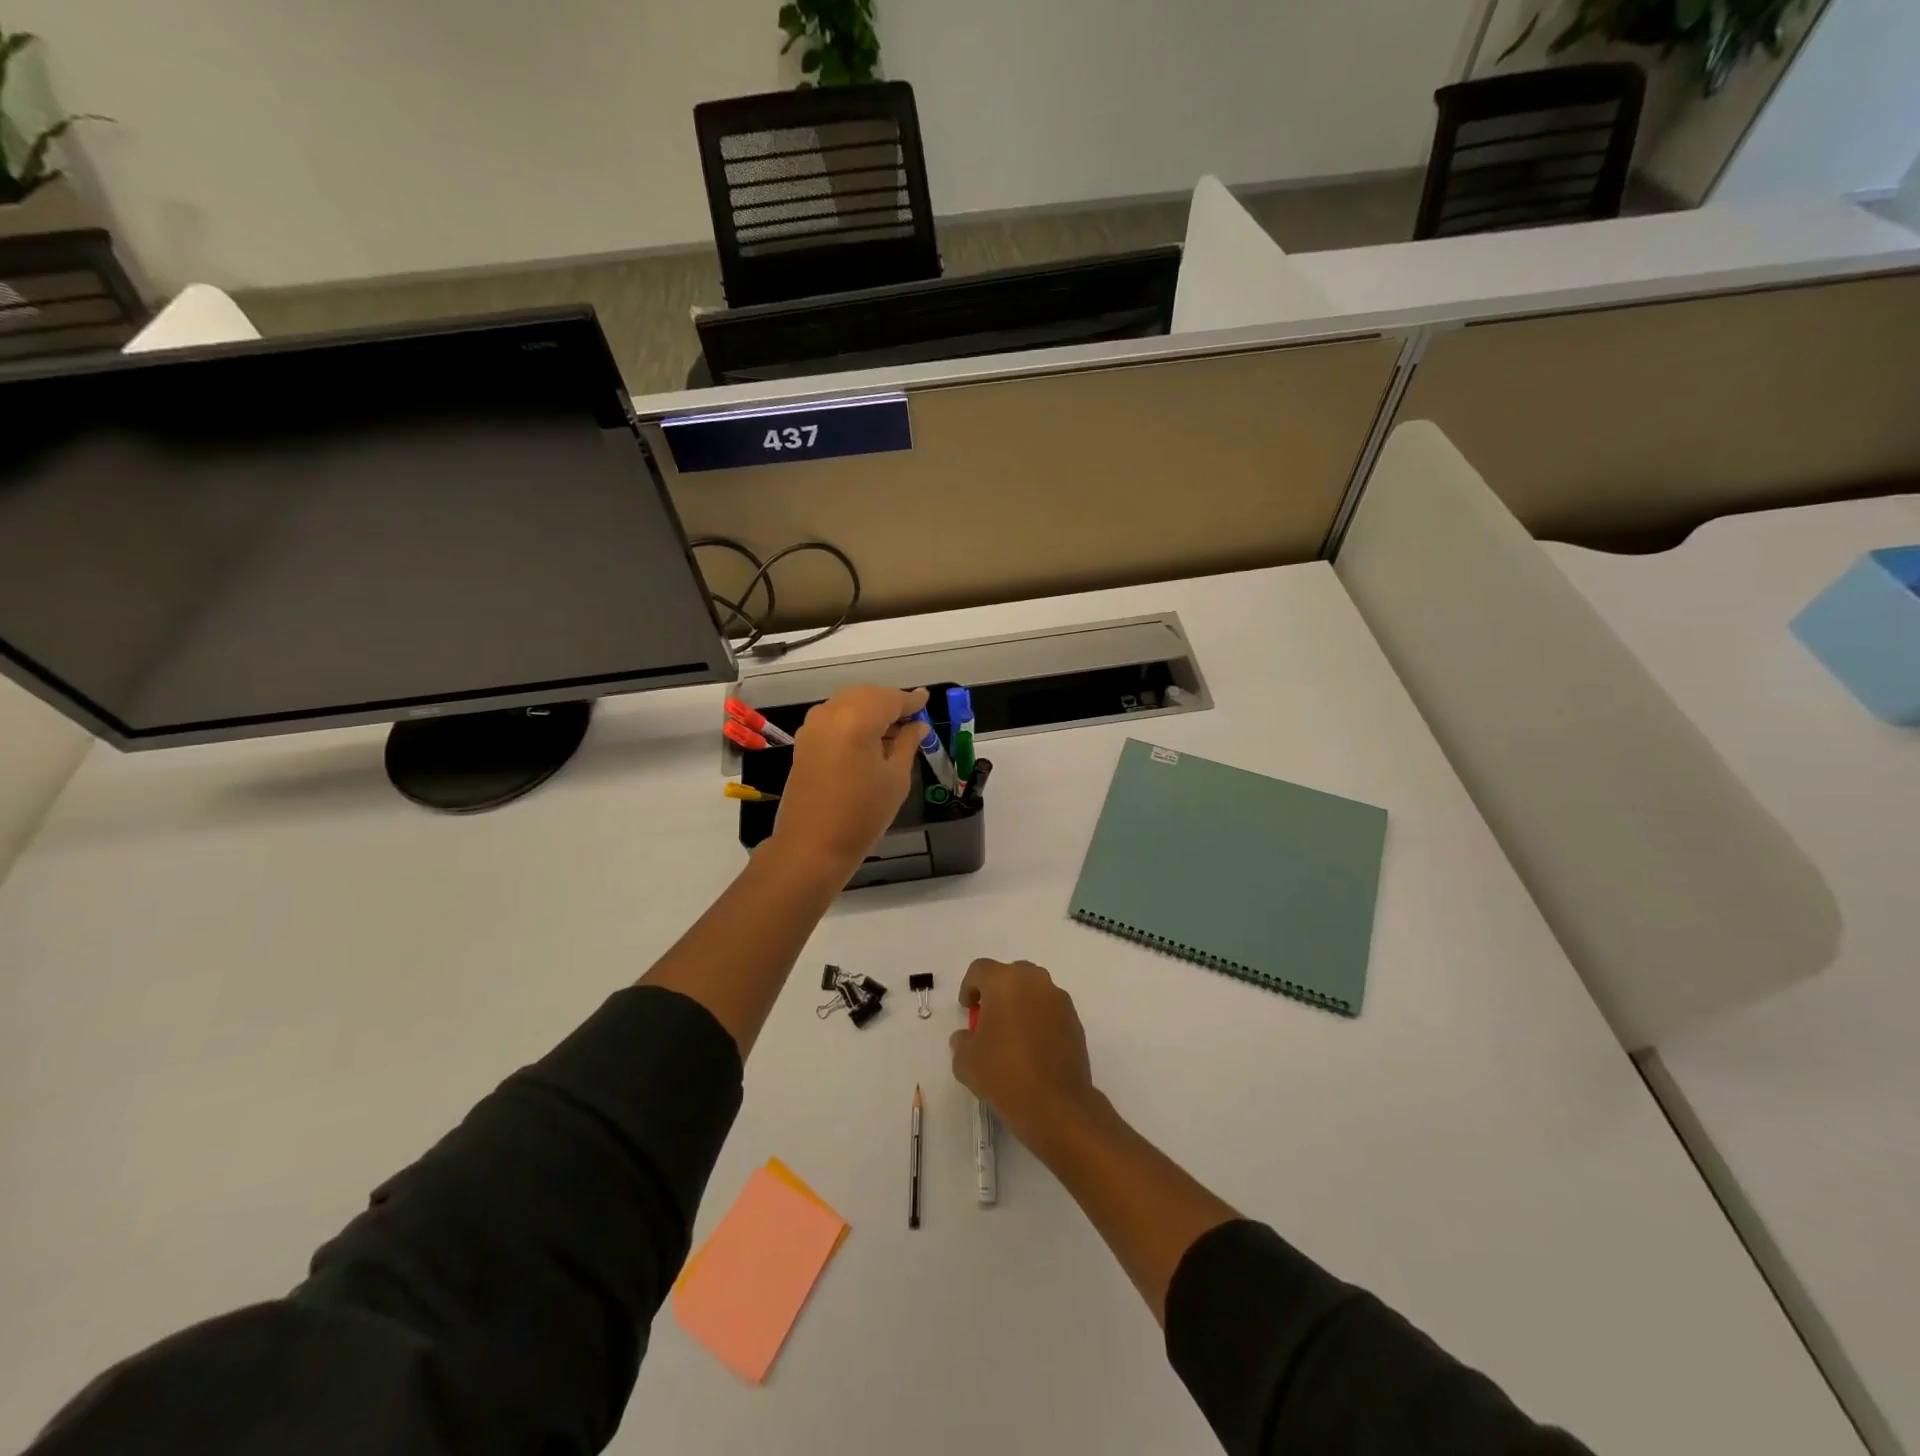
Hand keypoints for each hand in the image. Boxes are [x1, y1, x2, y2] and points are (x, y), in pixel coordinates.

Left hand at [770, 685, 927, 875]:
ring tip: (893, 729)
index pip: (890, 699)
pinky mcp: (804, 740)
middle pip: (867, 695)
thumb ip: (907, 744)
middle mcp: (831, 713)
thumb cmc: (863, 815)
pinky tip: (868, 738)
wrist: (812, 846)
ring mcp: (813, 726)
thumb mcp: (895, 779)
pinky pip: (833, 717)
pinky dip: (853, 719)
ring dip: (871, 710)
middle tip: (912, 717)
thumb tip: (918, 726)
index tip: (926, 699)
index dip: (911, 700)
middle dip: (890, 702)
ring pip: (848, 703)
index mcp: (858, 719)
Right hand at [950, 958, 1102, 1152]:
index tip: (967, 1010)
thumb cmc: (1004, 1075)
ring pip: (1033, 990)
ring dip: (1020, 1003)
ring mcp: (1059, 999)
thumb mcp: (965, 1061)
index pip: (980, 969)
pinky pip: (1050, 1009)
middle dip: (997, 991)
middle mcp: (1035, 981)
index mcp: (1004, 982)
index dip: (969, 987)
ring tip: (1012, 1034)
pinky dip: (1039, 1019)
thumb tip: (968, 1036)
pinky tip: (1033, 1048)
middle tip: (989, 1018)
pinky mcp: (1075, 1020)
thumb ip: (962, 1040)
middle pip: (1010, 973)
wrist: (1056, 1105)